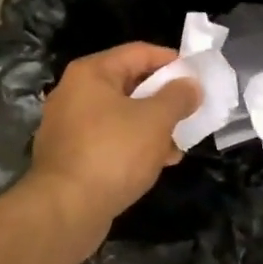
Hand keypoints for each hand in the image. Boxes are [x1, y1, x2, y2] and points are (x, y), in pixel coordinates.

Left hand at [26, 43, 199, 240]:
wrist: (65, 211)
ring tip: (178, 144)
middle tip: (190, 110)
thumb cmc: (113, 153)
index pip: (139, 52)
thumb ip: (178, 97)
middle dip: (163, 98)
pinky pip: (109, 140)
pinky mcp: (70, 156)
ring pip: (121, 115)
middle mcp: (74, 93)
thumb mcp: (156, 120)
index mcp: (91, 73)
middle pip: (129, 83)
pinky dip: (133, 146)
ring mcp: (68, 126)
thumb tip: (191, 86)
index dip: (171, 61)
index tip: (197, 76)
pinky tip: (157, 163)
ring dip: (152, 126)